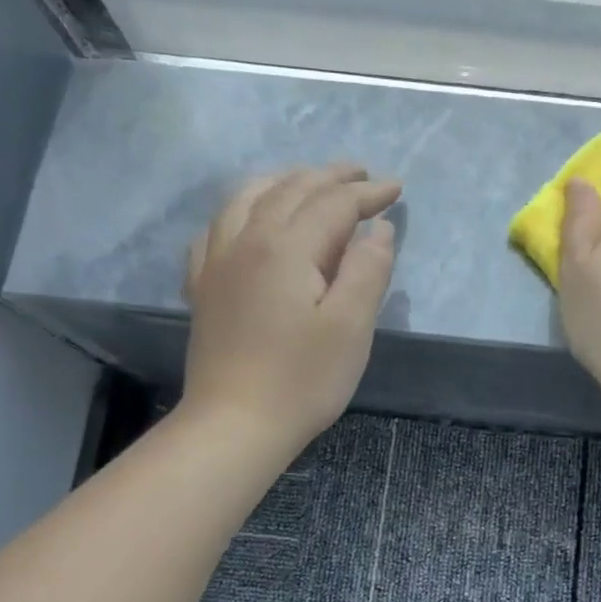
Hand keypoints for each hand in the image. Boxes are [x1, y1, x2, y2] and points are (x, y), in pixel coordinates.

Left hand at [181, 164, 400, 450]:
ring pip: (248, 198)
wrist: (234, 425)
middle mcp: (246, 240)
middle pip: (290, 191)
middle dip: (330, 177)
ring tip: (309, 180)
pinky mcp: (204, 285)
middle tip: (363, 175)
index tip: (396, 189)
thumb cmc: (302, 379)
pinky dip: (243, 208)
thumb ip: (368, 269)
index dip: (367, 193)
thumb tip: (377, 229)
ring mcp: (217, 261)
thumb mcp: (351, 326)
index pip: (333, 204)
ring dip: (285, 181)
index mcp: (286, 248)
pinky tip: (249, 217)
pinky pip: (218, 226)